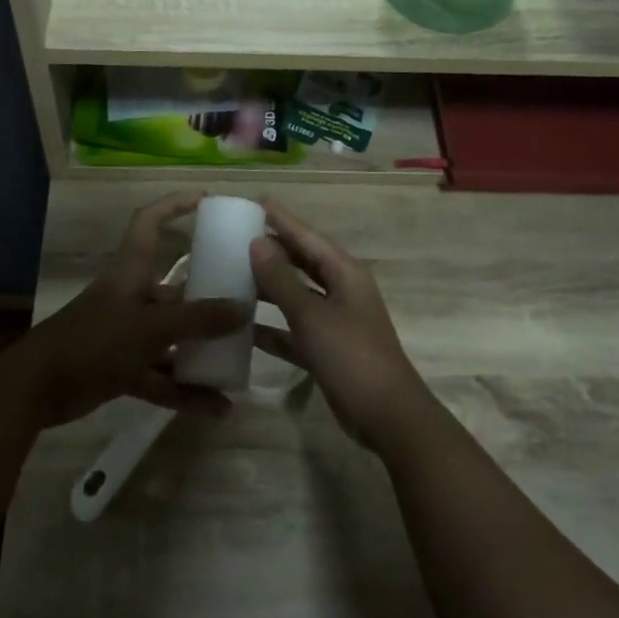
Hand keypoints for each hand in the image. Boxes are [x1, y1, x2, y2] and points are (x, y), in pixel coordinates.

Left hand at [21, 192, 247, 427]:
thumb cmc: (93, 341)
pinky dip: (186, 391)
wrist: (36, 389)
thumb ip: (197, 320)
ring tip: (239, 361)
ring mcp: (128, 335)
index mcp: (132, 271)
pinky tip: (217, 408)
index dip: (175, 205)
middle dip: (209, 297)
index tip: (207, 200)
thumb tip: (243, 309)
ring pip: (173, 338)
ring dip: (202, 352)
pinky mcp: (123, 368)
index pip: (150, 222)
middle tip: (247, 301)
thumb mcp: (150, 328)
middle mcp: (133, 297)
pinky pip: (163, 376)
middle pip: (176, 289)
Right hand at [248, 202, 438, 454]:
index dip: (282, 220)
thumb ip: (282, 279)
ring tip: (232, 274)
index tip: (255, 202)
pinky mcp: (326, 349)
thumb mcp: (312, 314)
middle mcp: (341, 291)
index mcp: (345, 273)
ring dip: (268, 287)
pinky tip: (243, 327)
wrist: (386, 415)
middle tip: (236, 236)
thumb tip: (257, 241)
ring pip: (296, 295)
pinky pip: (294, 329)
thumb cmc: (351, 355)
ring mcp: (335, 321)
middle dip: (272, 250)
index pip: (307, 237)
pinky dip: (272, 327)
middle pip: (302, 262)